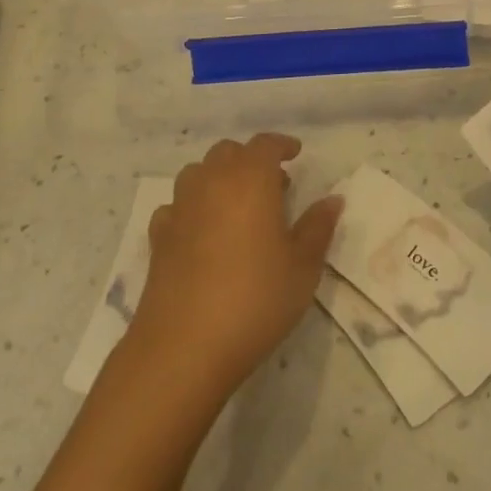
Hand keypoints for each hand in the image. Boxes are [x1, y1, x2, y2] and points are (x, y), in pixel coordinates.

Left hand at [127, 134, 342, 397]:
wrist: (185, 346)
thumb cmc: (256, 299)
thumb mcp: (303, 267)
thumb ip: (318, 227)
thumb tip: (332, 199)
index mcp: (250, 180)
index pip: (265, 145)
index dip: (281, 145)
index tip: (295, 154)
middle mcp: (211, 183)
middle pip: (228, 152)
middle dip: (250, 160)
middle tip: (273, 185)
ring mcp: (180, 208)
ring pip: (198, 173)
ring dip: (219, 178)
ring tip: (237, 206)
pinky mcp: (158, 237)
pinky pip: (176, 206)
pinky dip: (192, 207)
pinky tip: (202, 232)